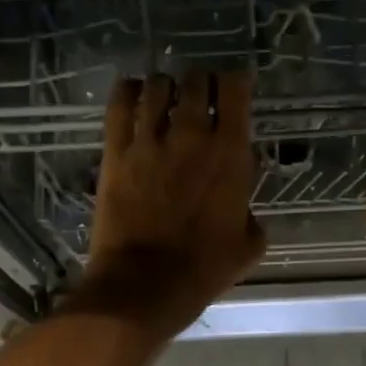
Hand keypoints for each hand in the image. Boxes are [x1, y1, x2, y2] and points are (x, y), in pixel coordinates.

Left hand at [75, 70, 264, 331]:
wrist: (146, 284)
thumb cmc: (203, 270)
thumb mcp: (249, 245)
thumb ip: (250, 211)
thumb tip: (241, 200)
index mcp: (231, 154)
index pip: (235, 89)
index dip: (235, 82)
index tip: (233, 90)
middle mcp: (192, 136)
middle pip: (196, 81)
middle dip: (200, 84)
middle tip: (199, 98)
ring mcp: (149, 141)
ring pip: (157, 86)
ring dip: (165, 88)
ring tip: (165, 99)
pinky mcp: (116, 152)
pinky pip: (120, 104)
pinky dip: (128, 92)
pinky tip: (133, 94)